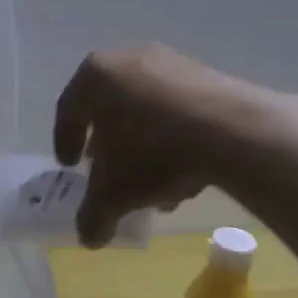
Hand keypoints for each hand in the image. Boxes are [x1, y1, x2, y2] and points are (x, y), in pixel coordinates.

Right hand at [53, 44, 247, 246]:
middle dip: (106, 143)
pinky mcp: (205, 74)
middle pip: (107, 108)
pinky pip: (175, 107)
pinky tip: (183, 169)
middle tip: (106, 170)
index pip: (68, 111)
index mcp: (94, 76)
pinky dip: (171, 136)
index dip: (64, 142)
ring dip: (142, 144)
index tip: (70, 167)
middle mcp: (127, 59)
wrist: (233, 131)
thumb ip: (92, 216)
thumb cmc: (153, 153)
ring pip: (144, 109)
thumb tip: (89, 238)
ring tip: (151, 182)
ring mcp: (170, 62)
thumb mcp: (113, 195)